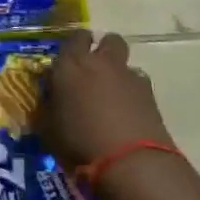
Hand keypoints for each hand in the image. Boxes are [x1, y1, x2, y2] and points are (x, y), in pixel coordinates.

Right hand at [42, 31, 172, 173]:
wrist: (130, 161)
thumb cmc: (79, 142)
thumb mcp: (49, 127)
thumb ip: (49, 106)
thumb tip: (50, 100)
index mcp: (71, 64)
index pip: (74, 38)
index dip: (75, 45)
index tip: (71, 58)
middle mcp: (101, 62)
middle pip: (109, 39)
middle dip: (104, 48)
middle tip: (95, 68)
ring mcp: (129, 76)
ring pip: (126, 62)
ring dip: (119, 72)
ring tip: (113, 95)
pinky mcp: (150, 94)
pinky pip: (139, 83)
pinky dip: (134, 92)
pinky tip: (128, 112)